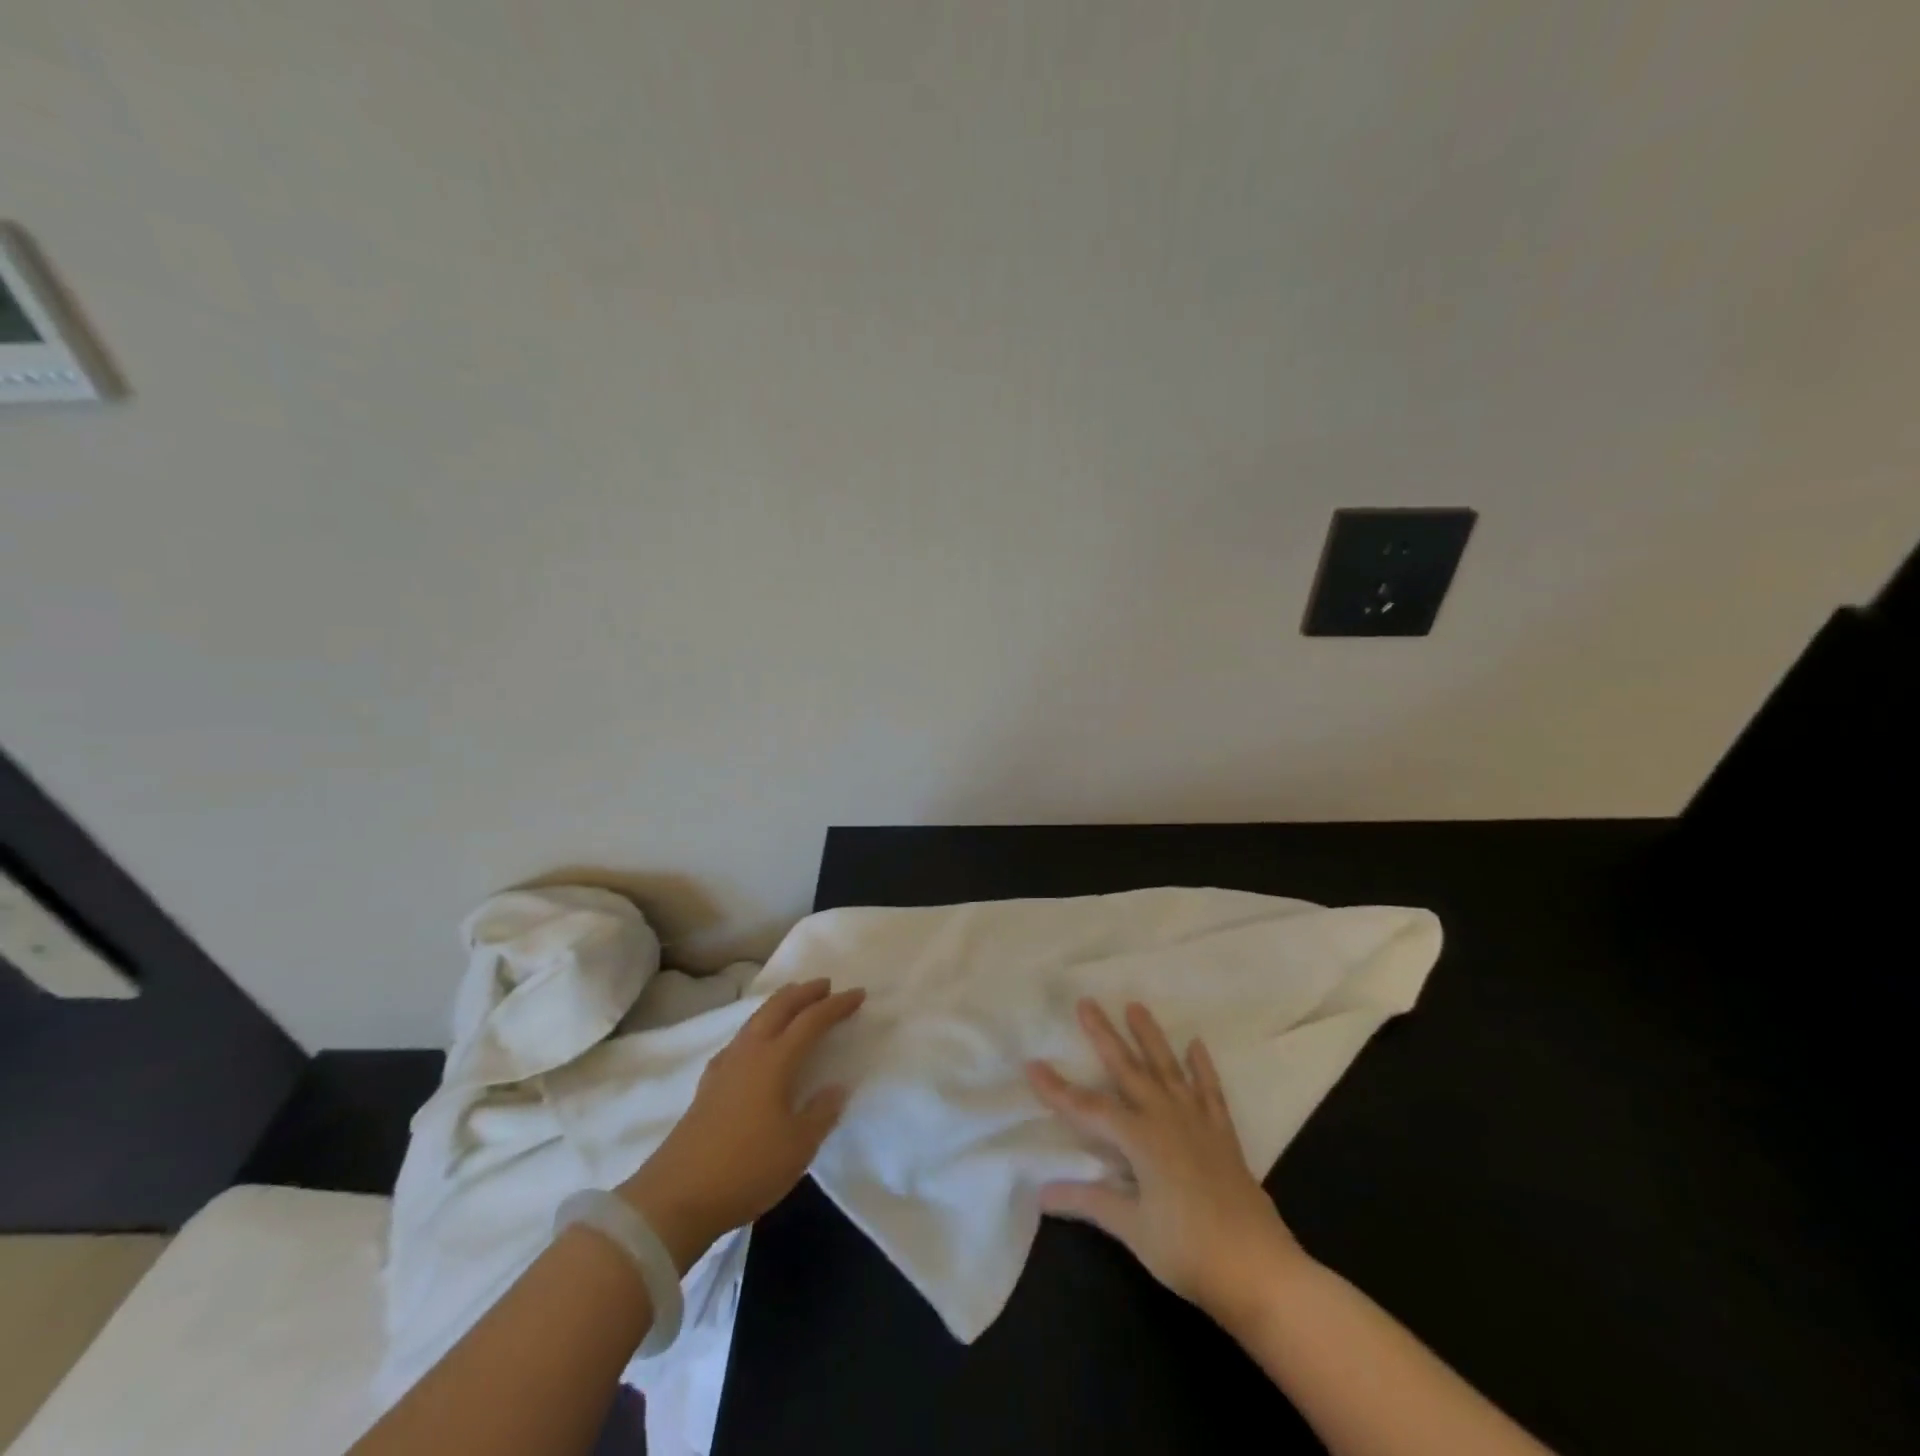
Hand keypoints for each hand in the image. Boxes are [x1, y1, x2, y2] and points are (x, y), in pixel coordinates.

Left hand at [618, 978, 864, 1271]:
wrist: (675, 1197)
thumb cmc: (746, 1169)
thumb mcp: (798, 1147)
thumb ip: (821, 1113)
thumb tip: (836, 1087)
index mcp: (774, 1061)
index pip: (811, 1021)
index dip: (836, 1005)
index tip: (858, 994)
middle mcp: (748, 1053)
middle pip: (777, 1008)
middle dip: (803, 992)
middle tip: (825, 985)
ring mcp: (724, 1067)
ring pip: (755, 1020)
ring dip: (778, 1005)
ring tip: (794, 1003)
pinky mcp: (708, 1085)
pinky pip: (740, 1040)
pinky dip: (757, 1028)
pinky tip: (756, 1044)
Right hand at [1027, 998, 1303, 1324]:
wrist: (1260, 1271)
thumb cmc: (1189, 1252)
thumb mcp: (1133, 1229)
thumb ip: (1090, 1201)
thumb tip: (1042, 1192)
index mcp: (1141, 1139)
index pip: (1089, 1109)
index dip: (1058, 1089)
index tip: (1032, 1065)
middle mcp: (1167, 1119)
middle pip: (1128, 1070)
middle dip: (1104, 1036)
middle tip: (1087, 1002)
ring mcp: (1198, 1123)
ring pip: (1168, 1069)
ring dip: (1150, 1037)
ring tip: (1136, 1006)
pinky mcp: (1223, 1135)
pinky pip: (1210, 1092)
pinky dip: (1202, 1068)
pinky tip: (1196, 1045)